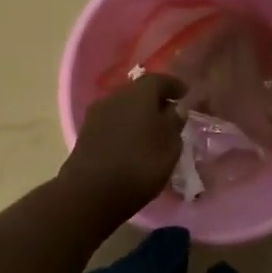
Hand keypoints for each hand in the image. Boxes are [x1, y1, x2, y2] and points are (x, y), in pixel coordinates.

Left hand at [59, 73, 187, 226]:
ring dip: (138, 116)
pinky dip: (124, 129)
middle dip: (155, 101)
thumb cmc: (139, 166)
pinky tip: (132, 144)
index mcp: (139, 94)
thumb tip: (175, 109)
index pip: (159, 80)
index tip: (185, 94)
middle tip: (169, 115)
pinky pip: (112, 123)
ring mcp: (96, 115)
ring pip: (123, 108)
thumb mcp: (169, 147)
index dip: (174, 85)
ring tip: (151, 132)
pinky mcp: (86, 134)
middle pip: (138, 92)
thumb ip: (174, 124)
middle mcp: (115, 97)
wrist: (90, 192)